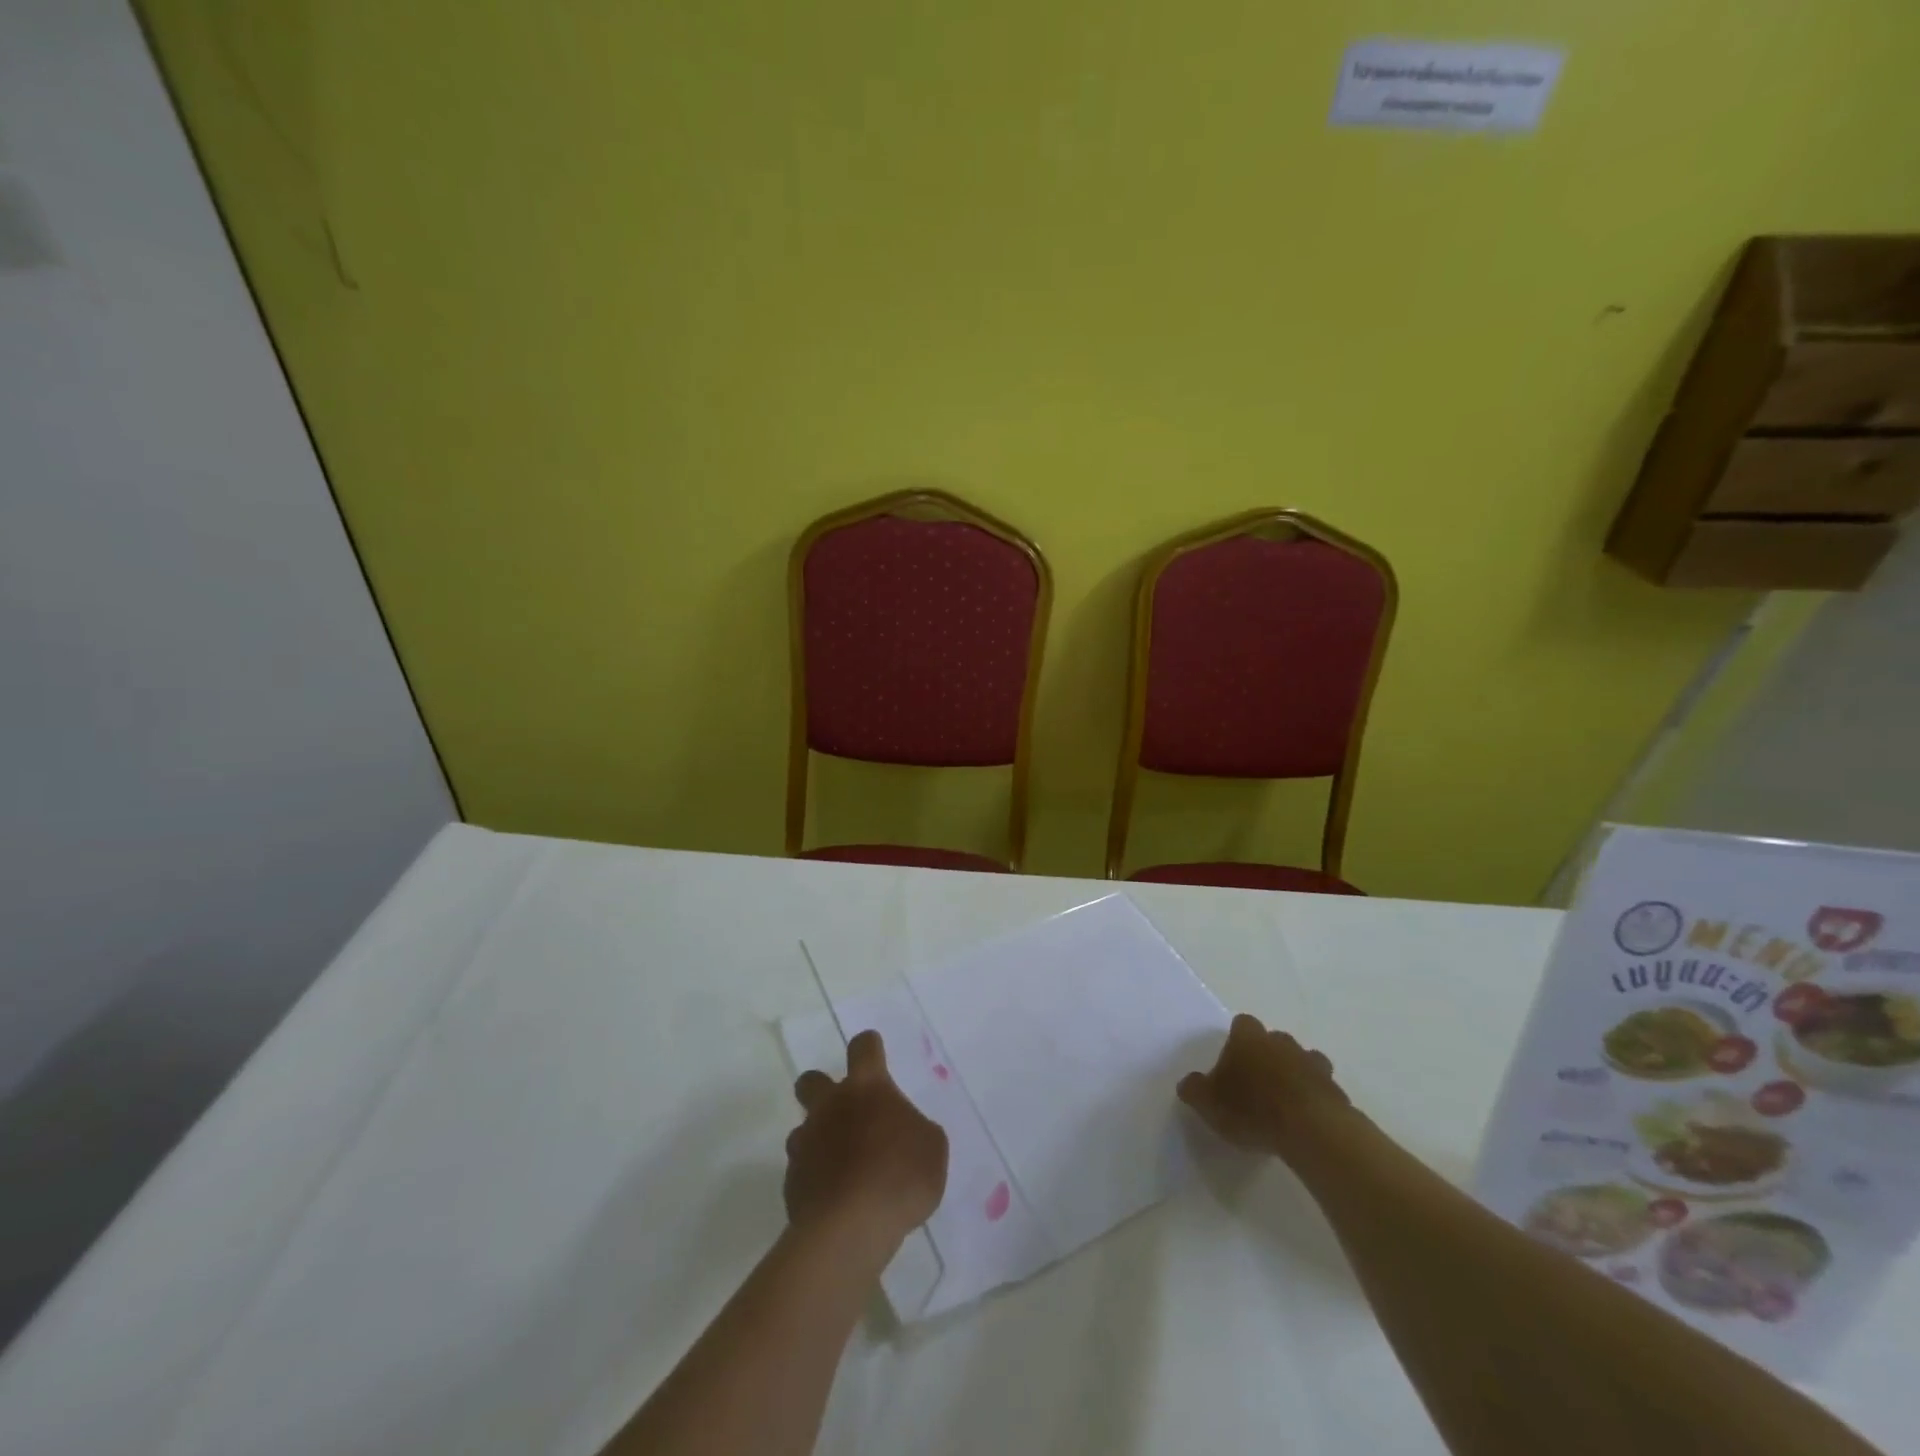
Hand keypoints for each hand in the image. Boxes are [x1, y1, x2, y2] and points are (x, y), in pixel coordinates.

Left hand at [787, 1031, 948, 1251]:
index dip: (869, 1046)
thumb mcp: (932, 1148)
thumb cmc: (900, 1176)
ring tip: (841, 1167)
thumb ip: (916, 1131)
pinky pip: (802, 1171)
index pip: (864, 1048)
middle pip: (811, 1080)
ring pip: (802, 1129)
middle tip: (842, 1109)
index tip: (873, 1051)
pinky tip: (834, 1199)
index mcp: (867, 1088)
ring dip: (818, 1140)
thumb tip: (904, 1133)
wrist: (850, 1228)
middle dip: (821, 1087)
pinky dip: (815, 1179)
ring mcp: (806, 1143)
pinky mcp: (792, 1182)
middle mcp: (830, 1106)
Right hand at [1178, 1013, 1350, 1160]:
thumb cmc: (1252, 1109)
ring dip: (1294, 1075)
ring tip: (1284, 1102)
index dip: (1237, 1041)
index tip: (1233, 1063)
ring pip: (1301, 1060)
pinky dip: (1314, 1098)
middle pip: (1273, 1040)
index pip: (1242, 1024)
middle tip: (1256, 1084)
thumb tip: (1189, 1083)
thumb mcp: (1208, 1103)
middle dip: (1266, 1056)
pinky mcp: (1335, 1089)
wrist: (1311, 1130)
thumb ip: (1194, 1089)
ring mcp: (1312, 1063)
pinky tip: (1305, 1119)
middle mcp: (1280, 1041)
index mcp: (1248, 1037)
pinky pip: (1321, 1088)